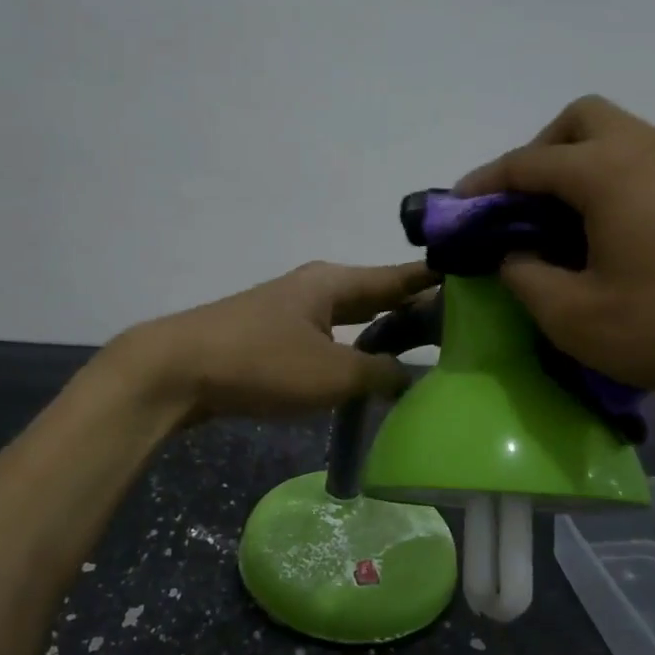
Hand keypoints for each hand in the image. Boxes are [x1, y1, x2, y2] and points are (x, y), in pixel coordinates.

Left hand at [112, 261, 437, 422]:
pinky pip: (329, 339)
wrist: (175, 372)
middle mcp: (316, 288)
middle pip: (377, 295)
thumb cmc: (261, 363)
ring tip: (423, 354)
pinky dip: (354, 352)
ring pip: (352, 319)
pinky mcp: (273, 338)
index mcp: (336, 282)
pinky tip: (366, 373)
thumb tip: (415, 378)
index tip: (479, 284)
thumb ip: (381, 376)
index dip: (439, 281)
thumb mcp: (332, 373)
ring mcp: (291, 312)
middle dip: (415, 310)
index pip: (401, 276)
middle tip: (459, 329)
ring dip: (384, 334)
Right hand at [457, 96, 654, 409]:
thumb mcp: (574, 316)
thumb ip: (524, 276)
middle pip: (579, 121)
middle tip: (520, 206)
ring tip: (557, 224)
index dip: (485, 184)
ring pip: (615, 136)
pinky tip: (604, 234)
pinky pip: (641, 161)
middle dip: (538, 154)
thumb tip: (513, 252)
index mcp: (608, 171)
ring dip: (575, 165)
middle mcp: (647, 149)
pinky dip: (608, 180)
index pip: (528, 161)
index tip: (457, 208)